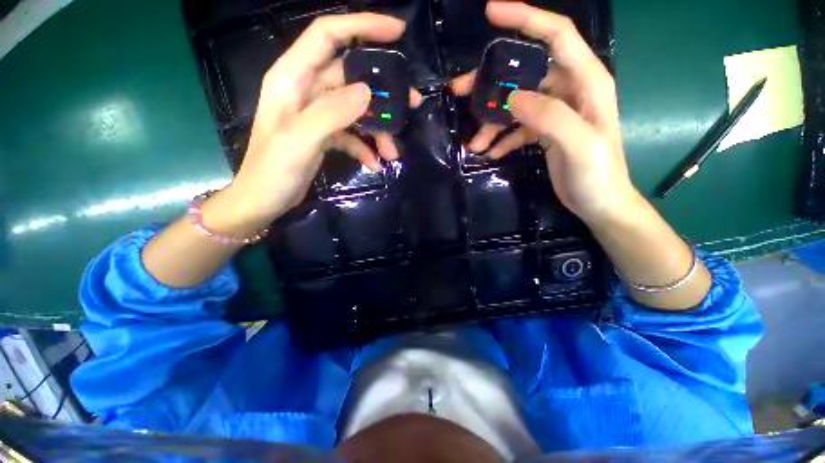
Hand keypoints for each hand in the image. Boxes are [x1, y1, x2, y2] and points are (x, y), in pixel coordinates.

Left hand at [219, 13, 420, 233]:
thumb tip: (367, 91)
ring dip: (378, 129)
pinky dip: (365, 148)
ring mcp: (317, 114)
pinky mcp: (325, 135)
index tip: (397, 32)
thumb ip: (332, 112)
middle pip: (351, 76)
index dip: (362, 26)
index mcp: (293, 78)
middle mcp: (306, 90)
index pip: (328, 35)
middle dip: (383, 91)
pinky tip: (374, 163)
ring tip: (392, 151)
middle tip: (412, 103)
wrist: (264, 201)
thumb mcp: (300, 139)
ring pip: (357, 110)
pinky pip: (352, 134)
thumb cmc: (273, 170)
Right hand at [450, 2, 637, 223]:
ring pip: (516, 104)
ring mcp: (555, 111)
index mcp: (586, 82)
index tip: (492, 12)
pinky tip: (489, 152)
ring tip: (474, 142)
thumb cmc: (598, 175)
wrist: (599, 203)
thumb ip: (550, 117)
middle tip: (460, 90)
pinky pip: (517, 128)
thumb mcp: (579, 145)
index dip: (526, 18)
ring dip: (492, 121)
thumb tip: (513, 99)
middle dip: (492, 81)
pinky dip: (502, 138)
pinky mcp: (544, 131)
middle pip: (525, 72)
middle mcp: (570, 90)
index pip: (557, 35)